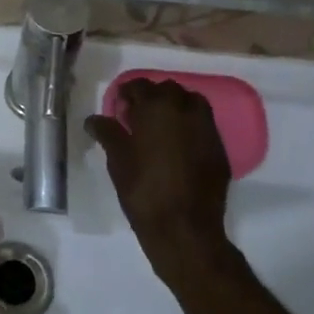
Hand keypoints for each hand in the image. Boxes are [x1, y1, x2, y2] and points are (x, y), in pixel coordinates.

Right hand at [84, 78, 236, 285]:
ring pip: (191, 103)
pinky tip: (178, 147)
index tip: (119, 109)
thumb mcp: (117, 160)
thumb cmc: (143, 189)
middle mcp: (185, 110)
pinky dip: (190, 126)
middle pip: (168, 90)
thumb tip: (94, 119)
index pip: (140, 85)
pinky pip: (203, 125)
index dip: (127, 94)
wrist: (184, 227)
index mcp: (157, 107)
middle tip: (137, 117)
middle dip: (152, 98)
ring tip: (160, 129)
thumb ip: (107, 133)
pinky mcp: (219, 148)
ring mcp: (207, 128)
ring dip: (175, 108)